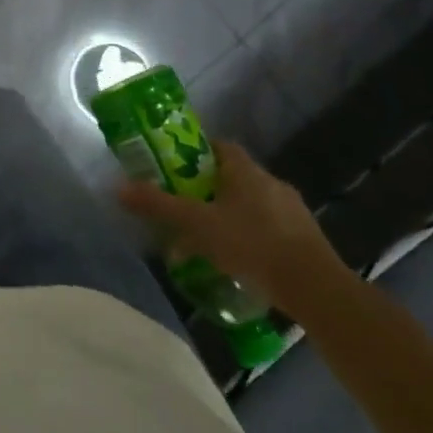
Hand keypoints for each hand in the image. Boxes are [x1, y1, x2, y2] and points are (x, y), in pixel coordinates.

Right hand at [118, 139, 353, 321]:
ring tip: (205, 240)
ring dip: (228, 216)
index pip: (220, 146)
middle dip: (207, 189)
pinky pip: (267, 228)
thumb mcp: (197, 224)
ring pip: (250, 205)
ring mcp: (292, 211)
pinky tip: (235, 260)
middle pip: (232, 177)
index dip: (197, 151)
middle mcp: (271, 183)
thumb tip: (118, 187)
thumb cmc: (251, 243)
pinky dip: (248, 237)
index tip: (175, 166)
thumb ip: (159, 205)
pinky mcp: (304, 239)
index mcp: (246, 171)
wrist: (314, 286)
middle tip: (183, 206)